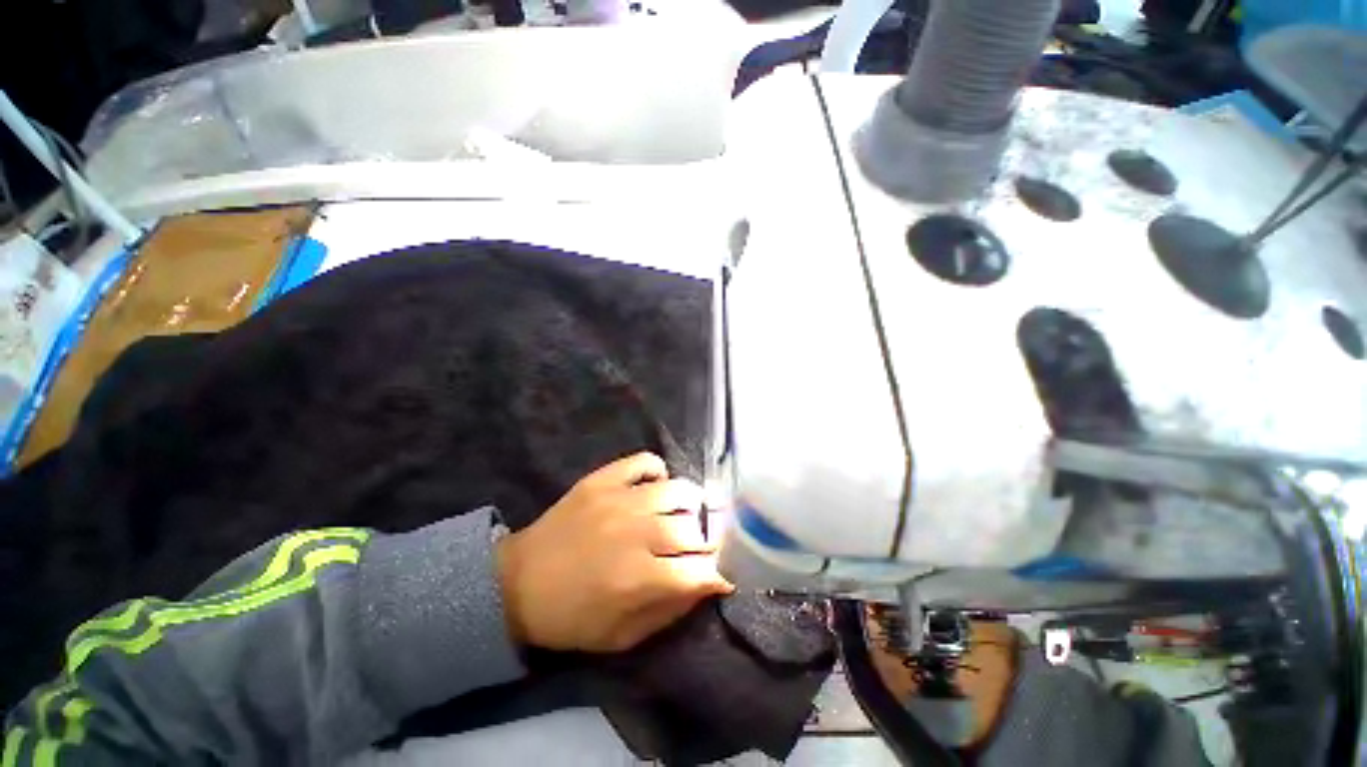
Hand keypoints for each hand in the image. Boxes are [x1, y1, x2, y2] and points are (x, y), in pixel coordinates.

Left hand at [496, 453, 733, 651]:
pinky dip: (658, 470)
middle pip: (693, 528)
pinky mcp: (602, 480)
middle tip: (701, 547)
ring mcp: (619, 499)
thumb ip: (670, 610)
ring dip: (691, 504)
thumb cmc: (571, 617)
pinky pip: (644, 462)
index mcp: (640, 578)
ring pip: (677, 490)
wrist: (517, 584)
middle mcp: (636, 532)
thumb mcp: (622, 636)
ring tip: (687, 513)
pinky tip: (656, 487)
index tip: (722, 574)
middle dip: (707, 541)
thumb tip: (708, 584)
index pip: (699, 569)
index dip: (719, 572)